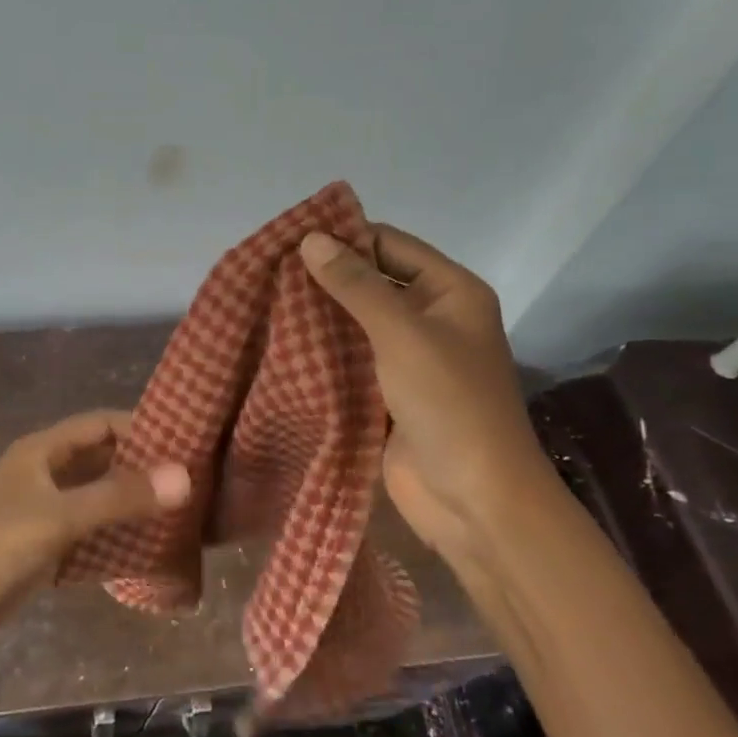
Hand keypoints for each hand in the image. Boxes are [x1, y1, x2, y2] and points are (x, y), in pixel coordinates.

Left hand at [0, 411, 191, 663]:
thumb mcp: (59, 517)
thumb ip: (119, 497)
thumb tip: (185, 477)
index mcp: (43, 451)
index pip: (102, 424)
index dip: (143, 427)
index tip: (189, 442)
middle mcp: (45, 474)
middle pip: (102, 461)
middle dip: (143, 469)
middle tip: (195, 483)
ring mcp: (42, 513)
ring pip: (97, 500)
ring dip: (132, 506)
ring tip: (183, 517)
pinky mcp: (41, 549)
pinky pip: (88, 536)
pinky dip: (115, 540)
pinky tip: (148, 553)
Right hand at [300, 225, 550, 554]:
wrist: (473, 499)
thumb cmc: (449, 402)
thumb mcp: (402, 333)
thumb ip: (356, 285)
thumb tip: (311, 239)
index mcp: (450, 292)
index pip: (390, 245)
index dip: (344, 238)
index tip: (289, 239)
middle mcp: (431, 318)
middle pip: (371, 282)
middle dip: (325, 277)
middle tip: (267, 271)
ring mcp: (408, 358)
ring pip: (355, 322)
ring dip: (318, 314)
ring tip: (265, 301)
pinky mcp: (386, 392)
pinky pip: (349, 359)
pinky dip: (320, 351)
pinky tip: (280, 341)